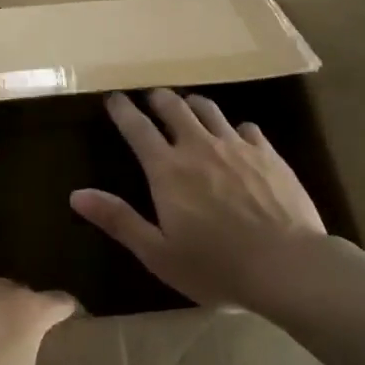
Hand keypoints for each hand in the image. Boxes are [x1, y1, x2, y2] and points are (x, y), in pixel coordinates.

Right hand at [70, 89, 326, 307]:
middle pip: (173, 107)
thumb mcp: (158, 253)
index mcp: (167, 169)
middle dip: (157, 99)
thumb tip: (76, 194)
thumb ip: (119, 220)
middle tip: (151, 99)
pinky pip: (246, 127)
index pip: (137, 127)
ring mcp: (237, 146)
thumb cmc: (216, 266)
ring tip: (188, 108)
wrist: (288, 266)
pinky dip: (234, 128)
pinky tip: (237, 137)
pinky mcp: (268, 154)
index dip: (122, 109)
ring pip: (209, 109)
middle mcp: (199, 146)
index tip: (113, 98)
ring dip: (192, 104)